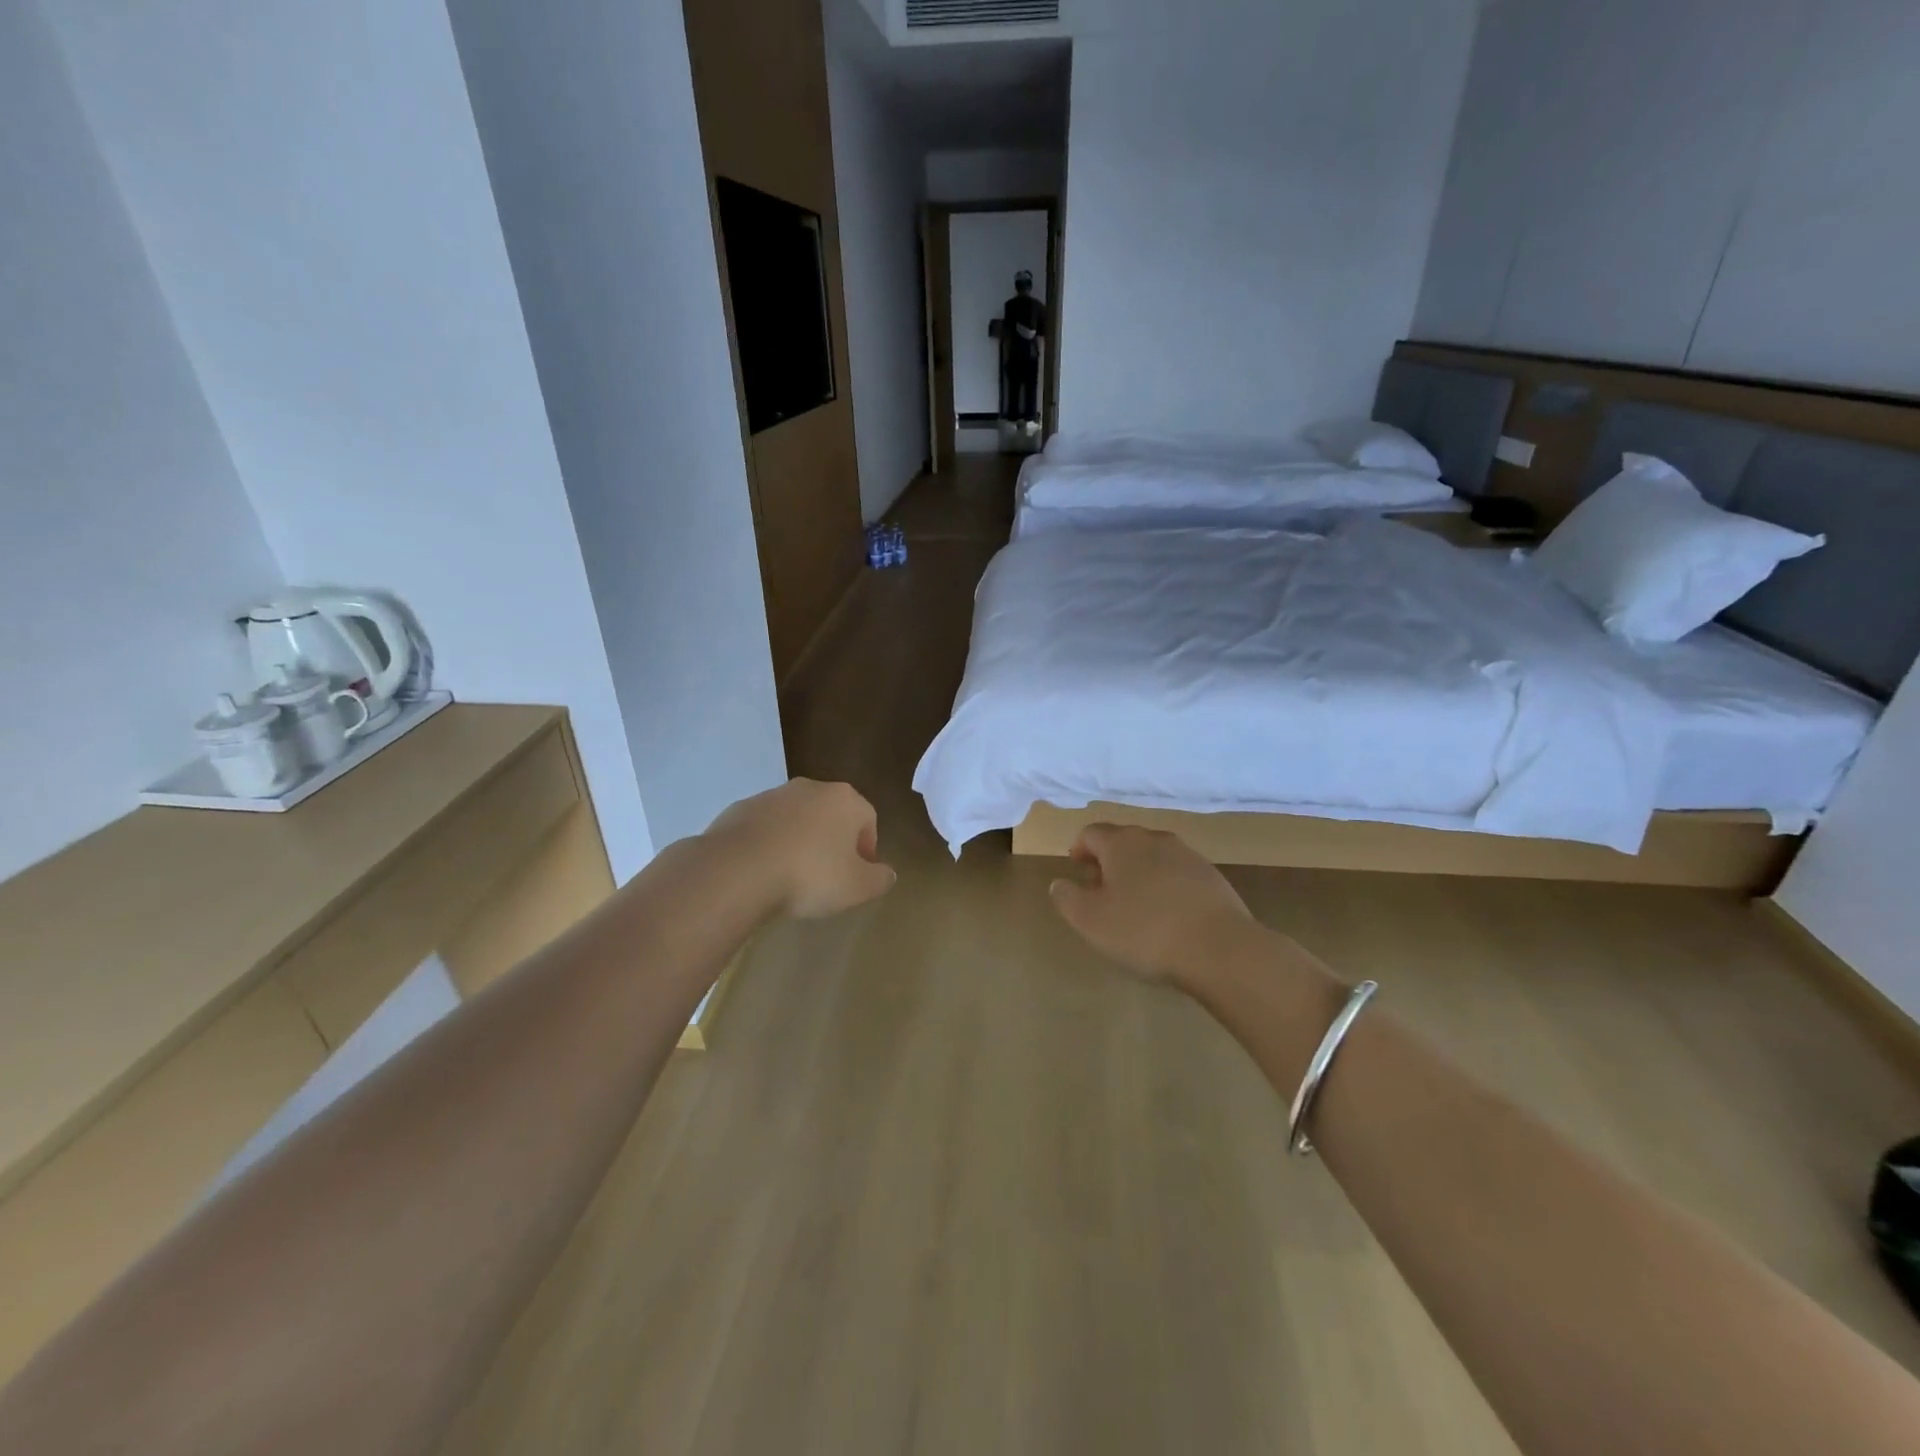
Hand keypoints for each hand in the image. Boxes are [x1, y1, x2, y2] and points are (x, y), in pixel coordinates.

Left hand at [705, 779, 896, 918]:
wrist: (736, 870)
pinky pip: (764, 828)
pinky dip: (769, 844)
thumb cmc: (809, 875)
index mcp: (845, 800)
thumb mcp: (857, 887)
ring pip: (796, 819)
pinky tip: (763, 872)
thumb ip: (879, 879)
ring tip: (792, 876)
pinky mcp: (739, 809)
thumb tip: (887, 873)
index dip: (867, 849)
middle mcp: (810, 788)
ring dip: (799, 841)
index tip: (857, 876)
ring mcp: (771, 795)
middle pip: (831, 814)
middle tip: (828, 876)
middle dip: (833, 841)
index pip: (868, 819)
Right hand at [1048, 824, 1256, 982]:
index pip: (1092, 833)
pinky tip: (1167, 916)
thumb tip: (1060, 883)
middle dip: (1109, 860)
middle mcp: (1155, 840)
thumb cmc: (1144, 931)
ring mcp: (1188, 856)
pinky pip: (1178, 875)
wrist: (1220, 949)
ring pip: (1153, 856)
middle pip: (1124, 841)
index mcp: (1122, 844)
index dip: (1079, 849)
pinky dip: (1166, 887)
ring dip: (1138, 873)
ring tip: (1134, 905)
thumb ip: (1067, 898)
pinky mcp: (1213, 878)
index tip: (1076, 870)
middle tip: (1101, 890)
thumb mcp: (1090, 920)